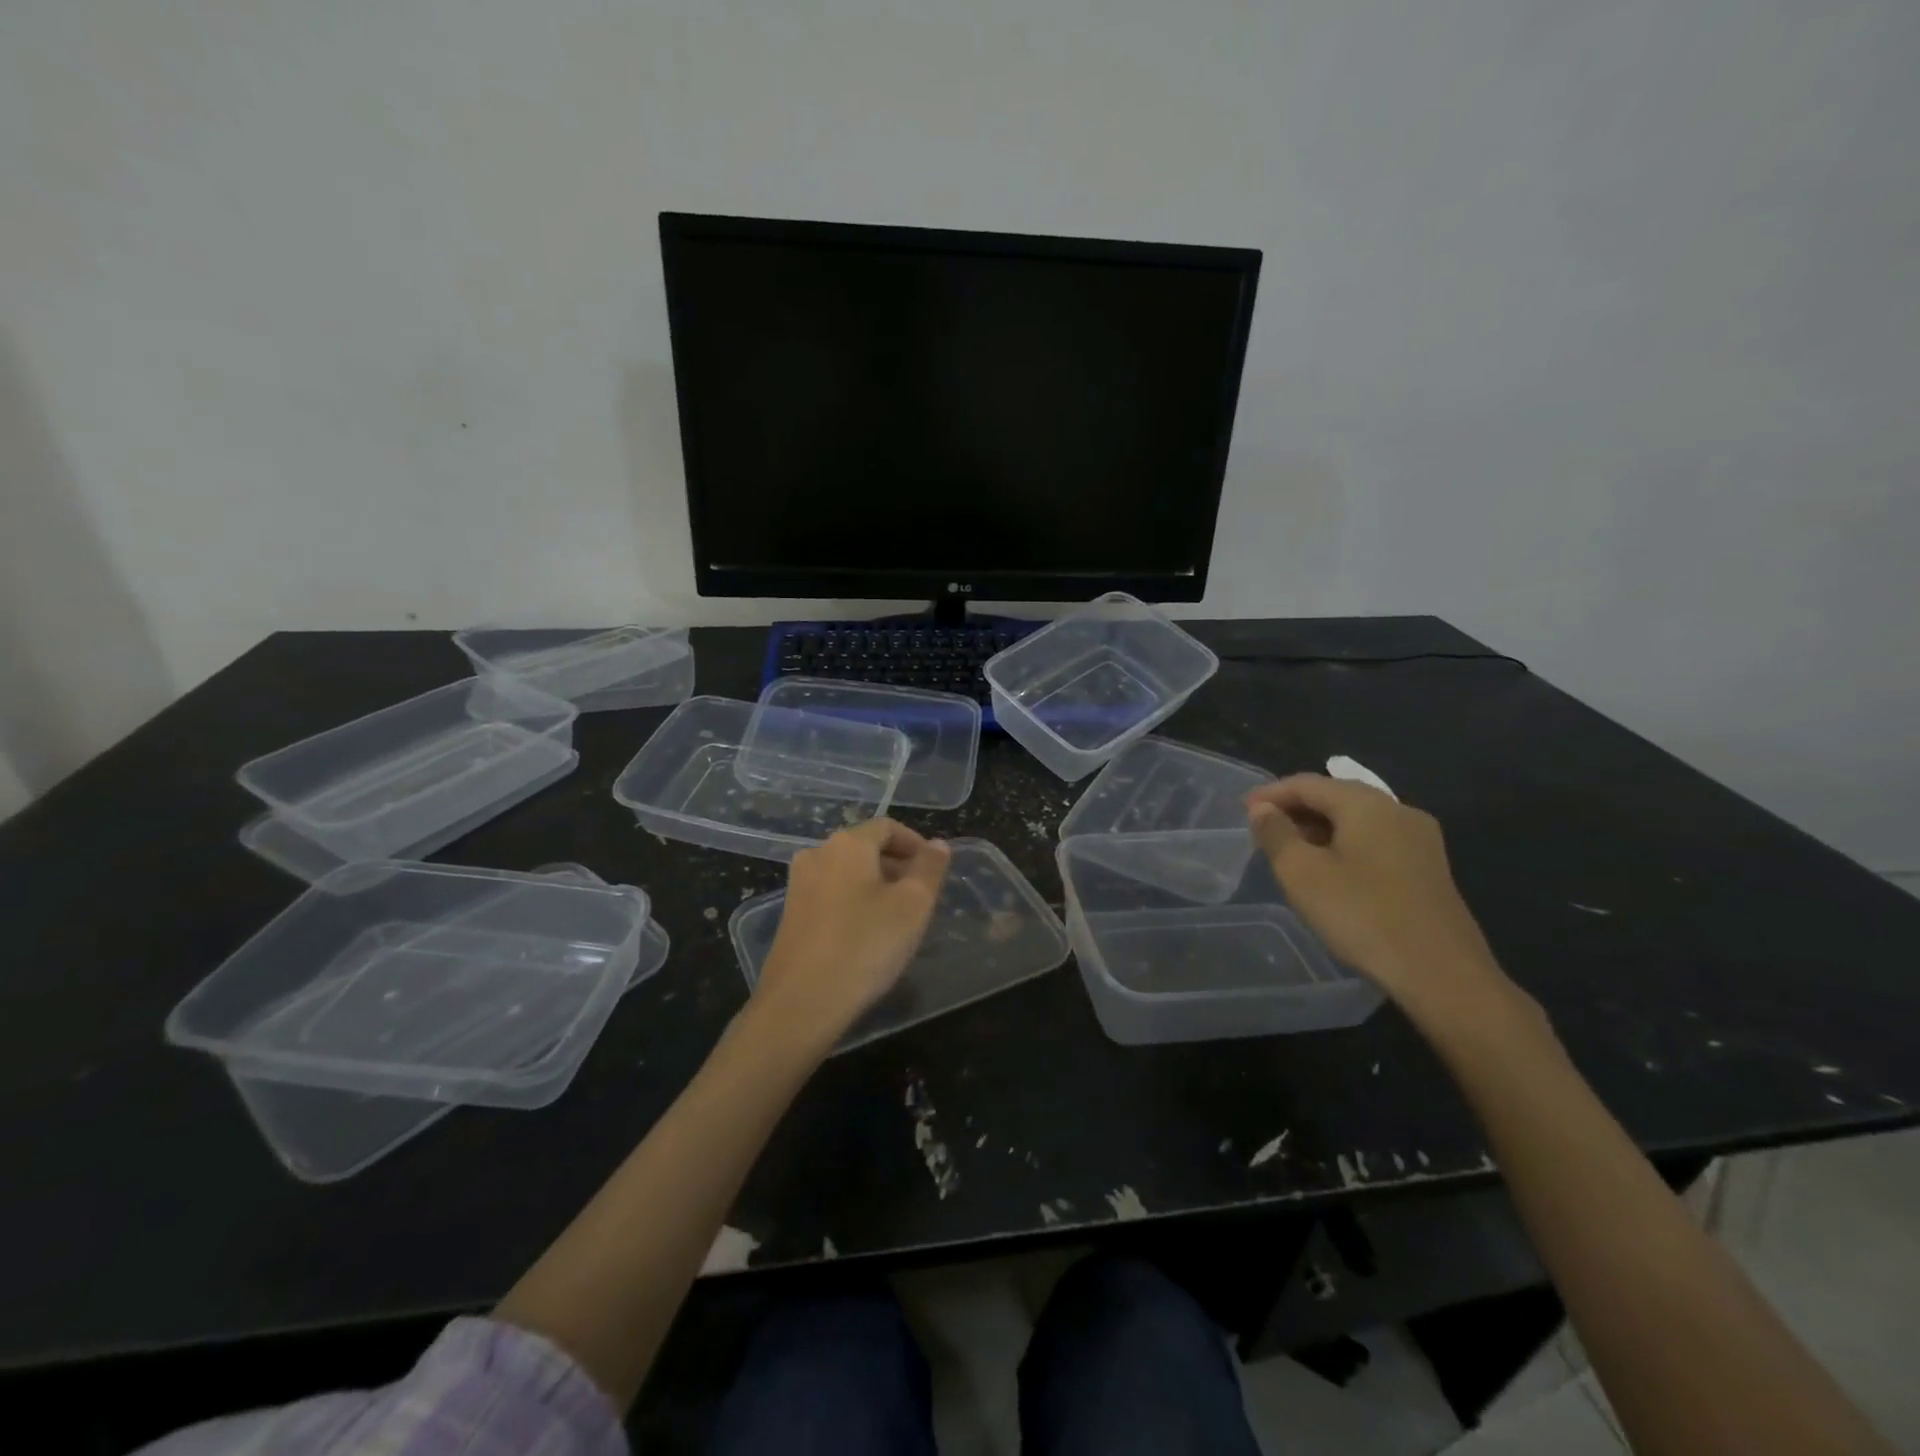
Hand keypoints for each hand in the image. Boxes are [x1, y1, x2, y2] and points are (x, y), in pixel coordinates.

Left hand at [753, 818, 951, 1049]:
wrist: (801, 1002)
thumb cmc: (865, 946)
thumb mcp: (913, 905)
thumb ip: (929, 868)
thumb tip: (937, 844)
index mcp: (847, 843)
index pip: (888, 827)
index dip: (916, 844)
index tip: (934, 872)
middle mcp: (817, 854)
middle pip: (865, 847)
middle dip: (897, 866)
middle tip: (921, 899)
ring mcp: (799, 884)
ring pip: (847, 872)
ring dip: (876, 886)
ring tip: (897, 919)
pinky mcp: (791, 914)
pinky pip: (831, 895)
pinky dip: (854, 903)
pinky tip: (866, 935)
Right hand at [1246, 775, 1513, 1024]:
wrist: (1442, 974)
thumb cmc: (1362, 916)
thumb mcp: (1302, 874)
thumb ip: (1276, 833)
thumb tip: (1262, 808)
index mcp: (1367, 804)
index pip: (1308, 783)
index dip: (1270, 793)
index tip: (1242, 810)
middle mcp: (1398, 810)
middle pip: (1336, 796)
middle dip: (1295, 808)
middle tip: (1262, 829)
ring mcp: (1419, 840)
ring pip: (1357, 819)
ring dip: (1319, 827)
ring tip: (1289, 850)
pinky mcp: (1428, 868)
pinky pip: (1375, 840)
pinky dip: (1344, 843)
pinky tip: (1329, 869)